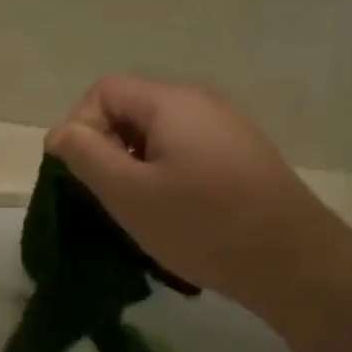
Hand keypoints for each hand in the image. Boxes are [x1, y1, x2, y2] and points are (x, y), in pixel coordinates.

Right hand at [46, 75, 333, 314]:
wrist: (292, 261)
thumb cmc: (201, 225)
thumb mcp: (128, 193)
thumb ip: (85, 155)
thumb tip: (59, 132)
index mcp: (172, 102)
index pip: (103, 91)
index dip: (82, 127)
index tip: (85, 175)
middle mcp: (201, 101)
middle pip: (131, 109)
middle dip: (108, 148)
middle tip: (110, 196)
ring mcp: (226, 127)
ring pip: (156, 133)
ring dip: (135, 166)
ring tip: (140, 209)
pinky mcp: (241, 154)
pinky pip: (184, 150)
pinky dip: (164, 174)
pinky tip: (174, 212)